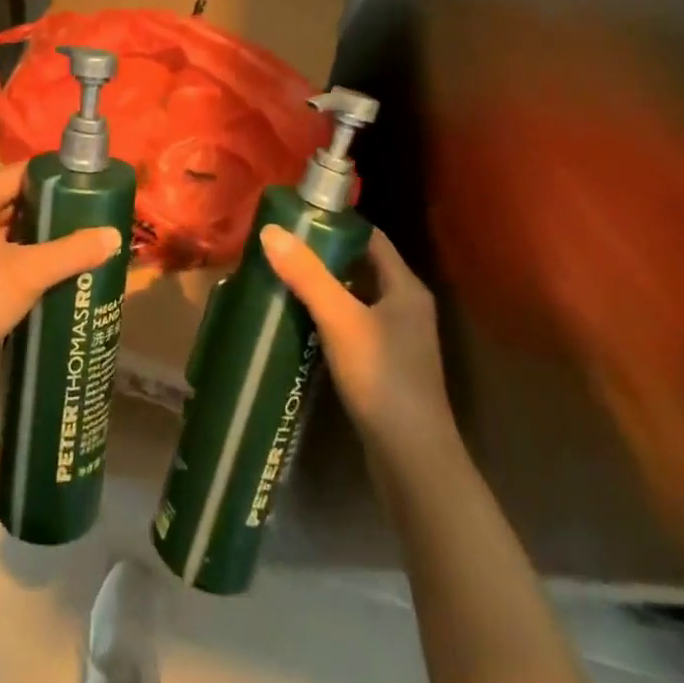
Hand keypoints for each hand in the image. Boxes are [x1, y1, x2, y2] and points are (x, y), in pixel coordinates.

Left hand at [0, 162, 121, 364]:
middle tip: (87, 211)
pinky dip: (25, 256)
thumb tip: (114, 235)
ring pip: (7, 230)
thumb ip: (72, 252)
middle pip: (13, 201)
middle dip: (49, 207)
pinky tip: (52, 268)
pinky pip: (0, 254)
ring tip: (77, 237)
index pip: (17, 173)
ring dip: (38, 234)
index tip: (84, 181)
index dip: (50, 175)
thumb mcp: (29, 272)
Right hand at [260, 227, 455, 461]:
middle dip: (321, 257)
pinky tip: (297, 324)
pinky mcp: (383, 368)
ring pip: (354, 299)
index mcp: (405, 287)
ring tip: (280, 279)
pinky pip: (351, 327)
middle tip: (279, 249)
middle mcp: (405, 307)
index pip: (370, 238)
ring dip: (321, 289)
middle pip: (360, 267)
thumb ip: (307, 275)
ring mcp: (397, 341)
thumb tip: (269, 230)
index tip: (296, 219)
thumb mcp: (341, 320)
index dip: (336, 225)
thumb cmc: (383, 379)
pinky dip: (326, 319)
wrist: (413, 462)